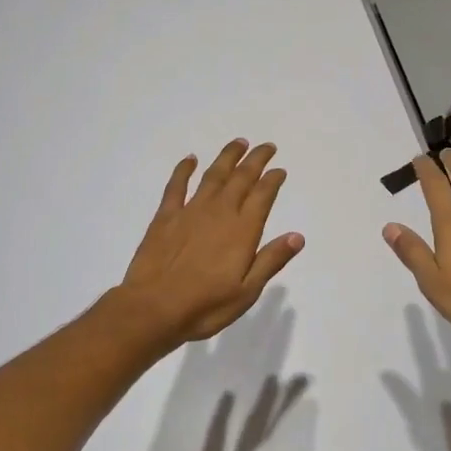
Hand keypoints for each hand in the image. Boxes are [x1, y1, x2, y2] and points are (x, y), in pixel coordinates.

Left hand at [118, 139, 304, 344]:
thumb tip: (297, 236)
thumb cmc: (205, 306)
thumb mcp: (247, 291)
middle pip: (241, 178)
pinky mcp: (166, 216)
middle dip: (256, 160)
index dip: (272, 180)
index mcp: (242, 231)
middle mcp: (219, 213)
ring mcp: (190, 211)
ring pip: (213, 175)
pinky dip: (184, 169)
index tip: (279, 170)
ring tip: (239, 143)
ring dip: (227, 157)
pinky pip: (177, 185)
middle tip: (266, 147)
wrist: (154, 308)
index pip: (262, 196)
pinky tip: (190, 159)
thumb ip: (271, 260)